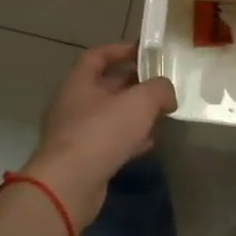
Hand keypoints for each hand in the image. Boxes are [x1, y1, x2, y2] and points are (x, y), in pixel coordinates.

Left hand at [21, 42, 176, 227]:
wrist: (68, 185)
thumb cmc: (101, 133)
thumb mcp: (139, 102)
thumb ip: (159, 89)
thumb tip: (167, 94)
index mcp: (79, 83)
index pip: (97, 56)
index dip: (120, 49)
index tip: (144, 51)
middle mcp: (73, 104)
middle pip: (105, 86)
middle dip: (133, 84)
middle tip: (159, 85)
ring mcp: (75, 133)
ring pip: (109, 116)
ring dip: (133, 114)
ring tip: (159, 114)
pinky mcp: (82, 159)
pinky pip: (108, 142)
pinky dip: (128, 140)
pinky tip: (148, 143)